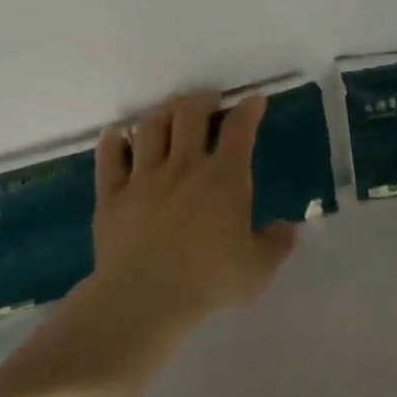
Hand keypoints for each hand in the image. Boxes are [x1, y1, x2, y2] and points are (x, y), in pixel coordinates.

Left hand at [91, 92, 297, 321]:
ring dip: (161, 112)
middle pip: (189, 114)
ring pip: (150, 127)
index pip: (239, 130)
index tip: (254, 100)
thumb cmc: (209, 280)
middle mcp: (183, 166)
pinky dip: (112, 141)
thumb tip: (288, 228)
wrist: (146, 296)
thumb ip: (277, 245)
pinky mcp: (112, 194)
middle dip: (201, 99)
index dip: (249, 110)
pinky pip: (109, 157)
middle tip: (207, 100)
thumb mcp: (258, 269)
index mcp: (223, 178)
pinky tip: (116, 135)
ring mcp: (143, 177)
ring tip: (168, 111)